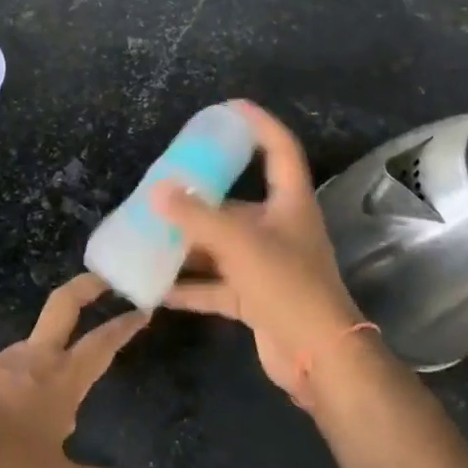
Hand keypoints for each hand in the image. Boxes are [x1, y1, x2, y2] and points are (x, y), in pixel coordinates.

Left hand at [0, 274, 146, 467]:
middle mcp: (34, 357)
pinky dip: (23, 376)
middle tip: (104, 278)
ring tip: (58, 394)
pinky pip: (9, 366)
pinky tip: (17, 409)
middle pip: (64, 305)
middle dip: (87, 286)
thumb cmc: (4, 467)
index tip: (142, 308)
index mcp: (61, 378)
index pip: (102, 343)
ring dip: (53, 349)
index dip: (124, 325)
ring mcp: (1, 359)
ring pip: (36, 342)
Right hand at [154, 100, 366, 399]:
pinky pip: (214, 284)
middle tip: (164, 182)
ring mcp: (266, 265)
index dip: (258, 124)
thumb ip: (196, 216)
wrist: (319, 360)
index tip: (229, 107)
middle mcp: (279, 228)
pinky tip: (155, 287)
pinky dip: (188, 286)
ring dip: (188, 242)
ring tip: (148, 231)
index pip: (278, 149)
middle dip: (200, 194)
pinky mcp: (254, 298)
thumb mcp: (240, 243)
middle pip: (236, 201)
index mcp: (289, 203)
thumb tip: (157, 191)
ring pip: (220, 245)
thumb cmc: (287, 286)